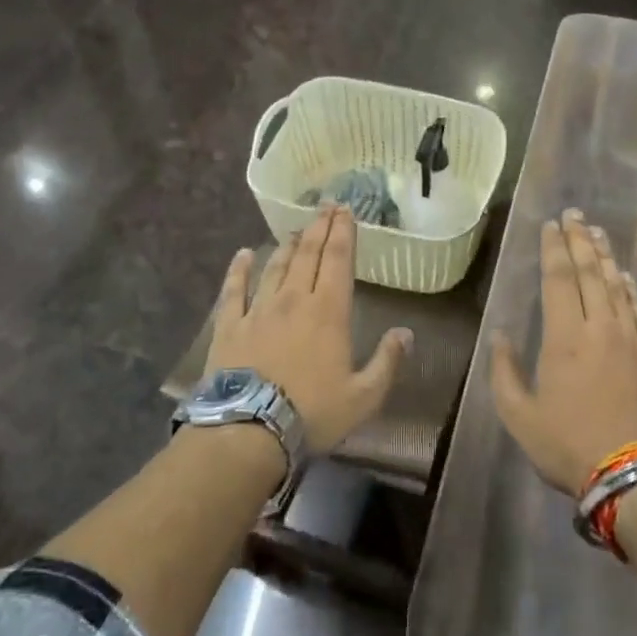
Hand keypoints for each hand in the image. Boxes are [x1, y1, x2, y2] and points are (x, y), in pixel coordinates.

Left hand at [203, 206, 411, 453]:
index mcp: (328, 311)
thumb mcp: (364, 396)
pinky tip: (243, 254)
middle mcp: (294, 299)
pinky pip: (234, 290)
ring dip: (288, 245)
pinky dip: (239, 269)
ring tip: (296, 229)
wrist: (248, 429)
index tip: (346, 211)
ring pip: (276, 267)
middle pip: (308, 254)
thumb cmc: (312, 412)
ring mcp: (259, 310)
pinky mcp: (230, 326)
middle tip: (327, 206)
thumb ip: (387, 362)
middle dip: (320, 227)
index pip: (338, 260)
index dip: (344, 233)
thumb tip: (406, 333)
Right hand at [490, 210, 636, 494]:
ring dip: (605, 256)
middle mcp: (599, 327)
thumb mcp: (520, 416)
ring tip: (597, 232)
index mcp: (564, 337)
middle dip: (579, 240)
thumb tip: (500, 335)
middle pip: (589, 272)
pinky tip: (625, 277)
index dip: (553, 248)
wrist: (634, 475)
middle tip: (575, 214)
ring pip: (616, 286)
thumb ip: (504, 372)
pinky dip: (630, 290)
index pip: (558, 279)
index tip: (551, 225)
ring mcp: (630, 339)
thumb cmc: (568, 445)